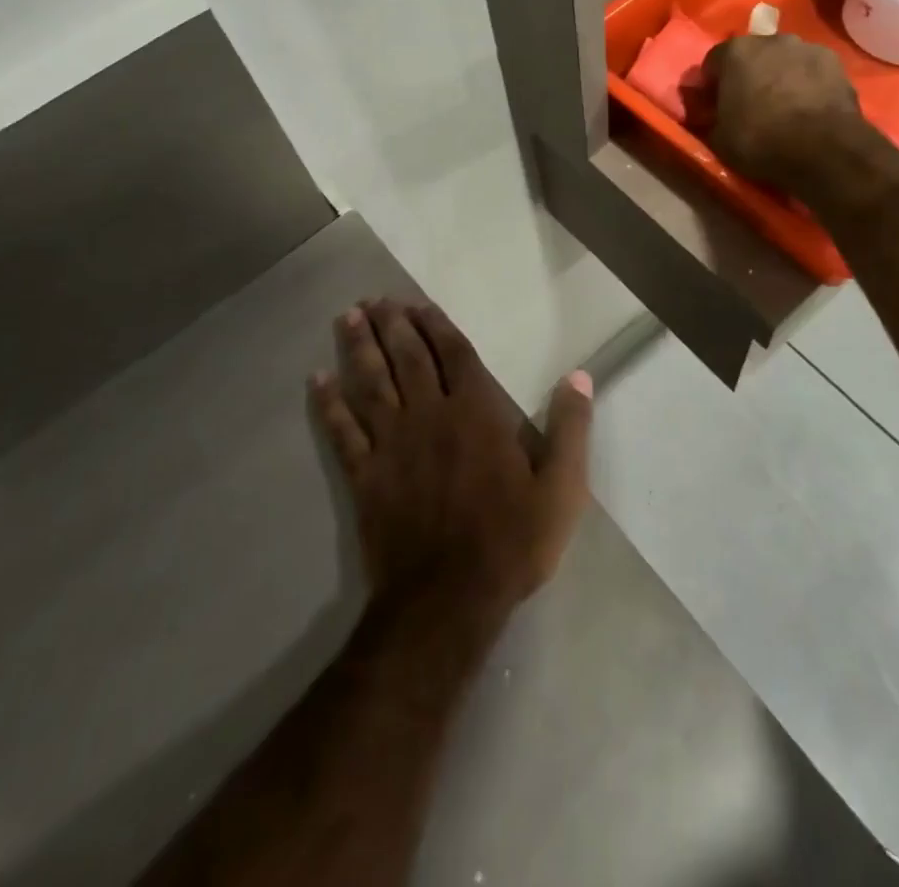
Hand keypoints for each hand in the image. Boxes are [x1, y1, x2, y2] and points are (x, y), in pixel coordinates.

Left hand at [310, 299, 593, 620]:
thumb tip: (580, 375)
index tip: (419, 305)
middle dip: (393, 325)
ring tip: (348, 317)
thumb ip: (571, 428)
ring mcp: (392, 444)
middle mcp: (430, 415)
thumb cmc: (511, 541)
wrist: (448, 599)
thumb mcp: (562, 488)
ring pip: (372, 383)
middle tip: (375, 299)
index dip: (437, 326)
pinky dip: (328, 404)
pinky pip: (342, 431)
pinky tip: (317, 380)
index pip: (454, 355)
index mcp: (476, 413)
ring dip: (360, 348)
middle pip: (407, 358)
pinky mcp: (365, 474)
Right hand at [699, 34, 898, 191]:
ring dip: (779, 76)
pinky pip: (810, 71)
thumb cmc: (761, 141)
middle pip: (751, 55)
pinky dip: (806, 84)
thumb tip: (711, 117)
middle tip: (747, 105)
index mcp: (735, 53)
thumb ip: (710, 120)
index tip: (712, 106)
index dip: (710, 86)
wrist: (824, 150)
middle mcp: (770, 40)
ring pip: (783, 60)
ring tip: (782, 106)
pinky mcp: (835, 63)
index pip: (712, 63)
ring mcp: (807, 48)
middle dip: (747, 75)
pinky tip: (807, 108)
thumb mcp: (719, 140)